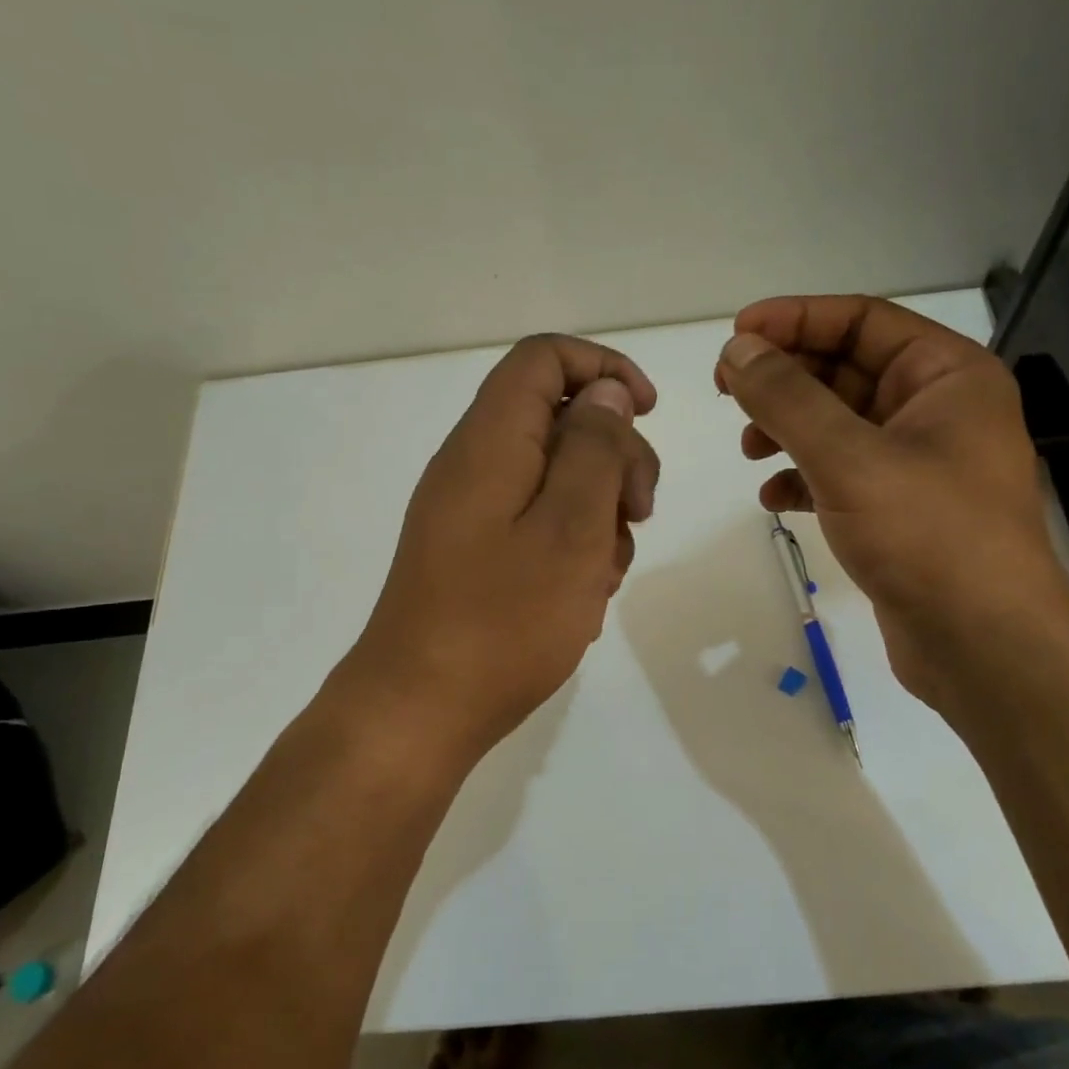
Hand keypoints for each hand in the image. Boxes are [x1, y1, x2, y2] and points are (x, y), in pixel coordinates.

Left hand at [345, 334, 658, 762]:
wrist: (420, 711)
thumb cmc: (503, 621)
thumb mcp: (570, 529)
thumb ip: (594, 450)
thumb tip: (604, 394)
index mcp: (490, 441)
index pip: (543, 358)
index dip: (603, 369)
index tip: (648, 412)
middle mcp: (474, 464)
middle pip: (557, 419)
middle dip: (614, 456)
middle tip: (638, 516)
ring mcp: (472, 513)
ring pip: (555, 477)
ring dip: (598, 512)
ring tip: (604, 575)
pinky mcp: (476, 553)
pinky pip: (536, 523)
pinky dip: (571, 546)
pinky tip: (583, 596)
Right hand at [716, 295, 1068, 700]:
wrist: (983, 643)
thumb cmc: (927, 535)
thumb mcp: (848, 457)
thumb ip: (787, 398)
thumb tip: (737, 350)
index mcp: (946, 375)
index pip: (862, 321)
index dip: (794, 320)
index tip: (735, 337)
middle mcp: (938, 410)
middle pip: (846, 370)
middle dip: (785, 380)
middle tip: (726, 392)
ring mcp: (920, 463)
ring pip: (838, 425)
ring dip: (788, 429)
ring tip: (748, 450)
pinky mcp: (900, 510)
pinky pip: (841, 474)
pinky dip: (802, 478)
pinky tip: (773, 499)